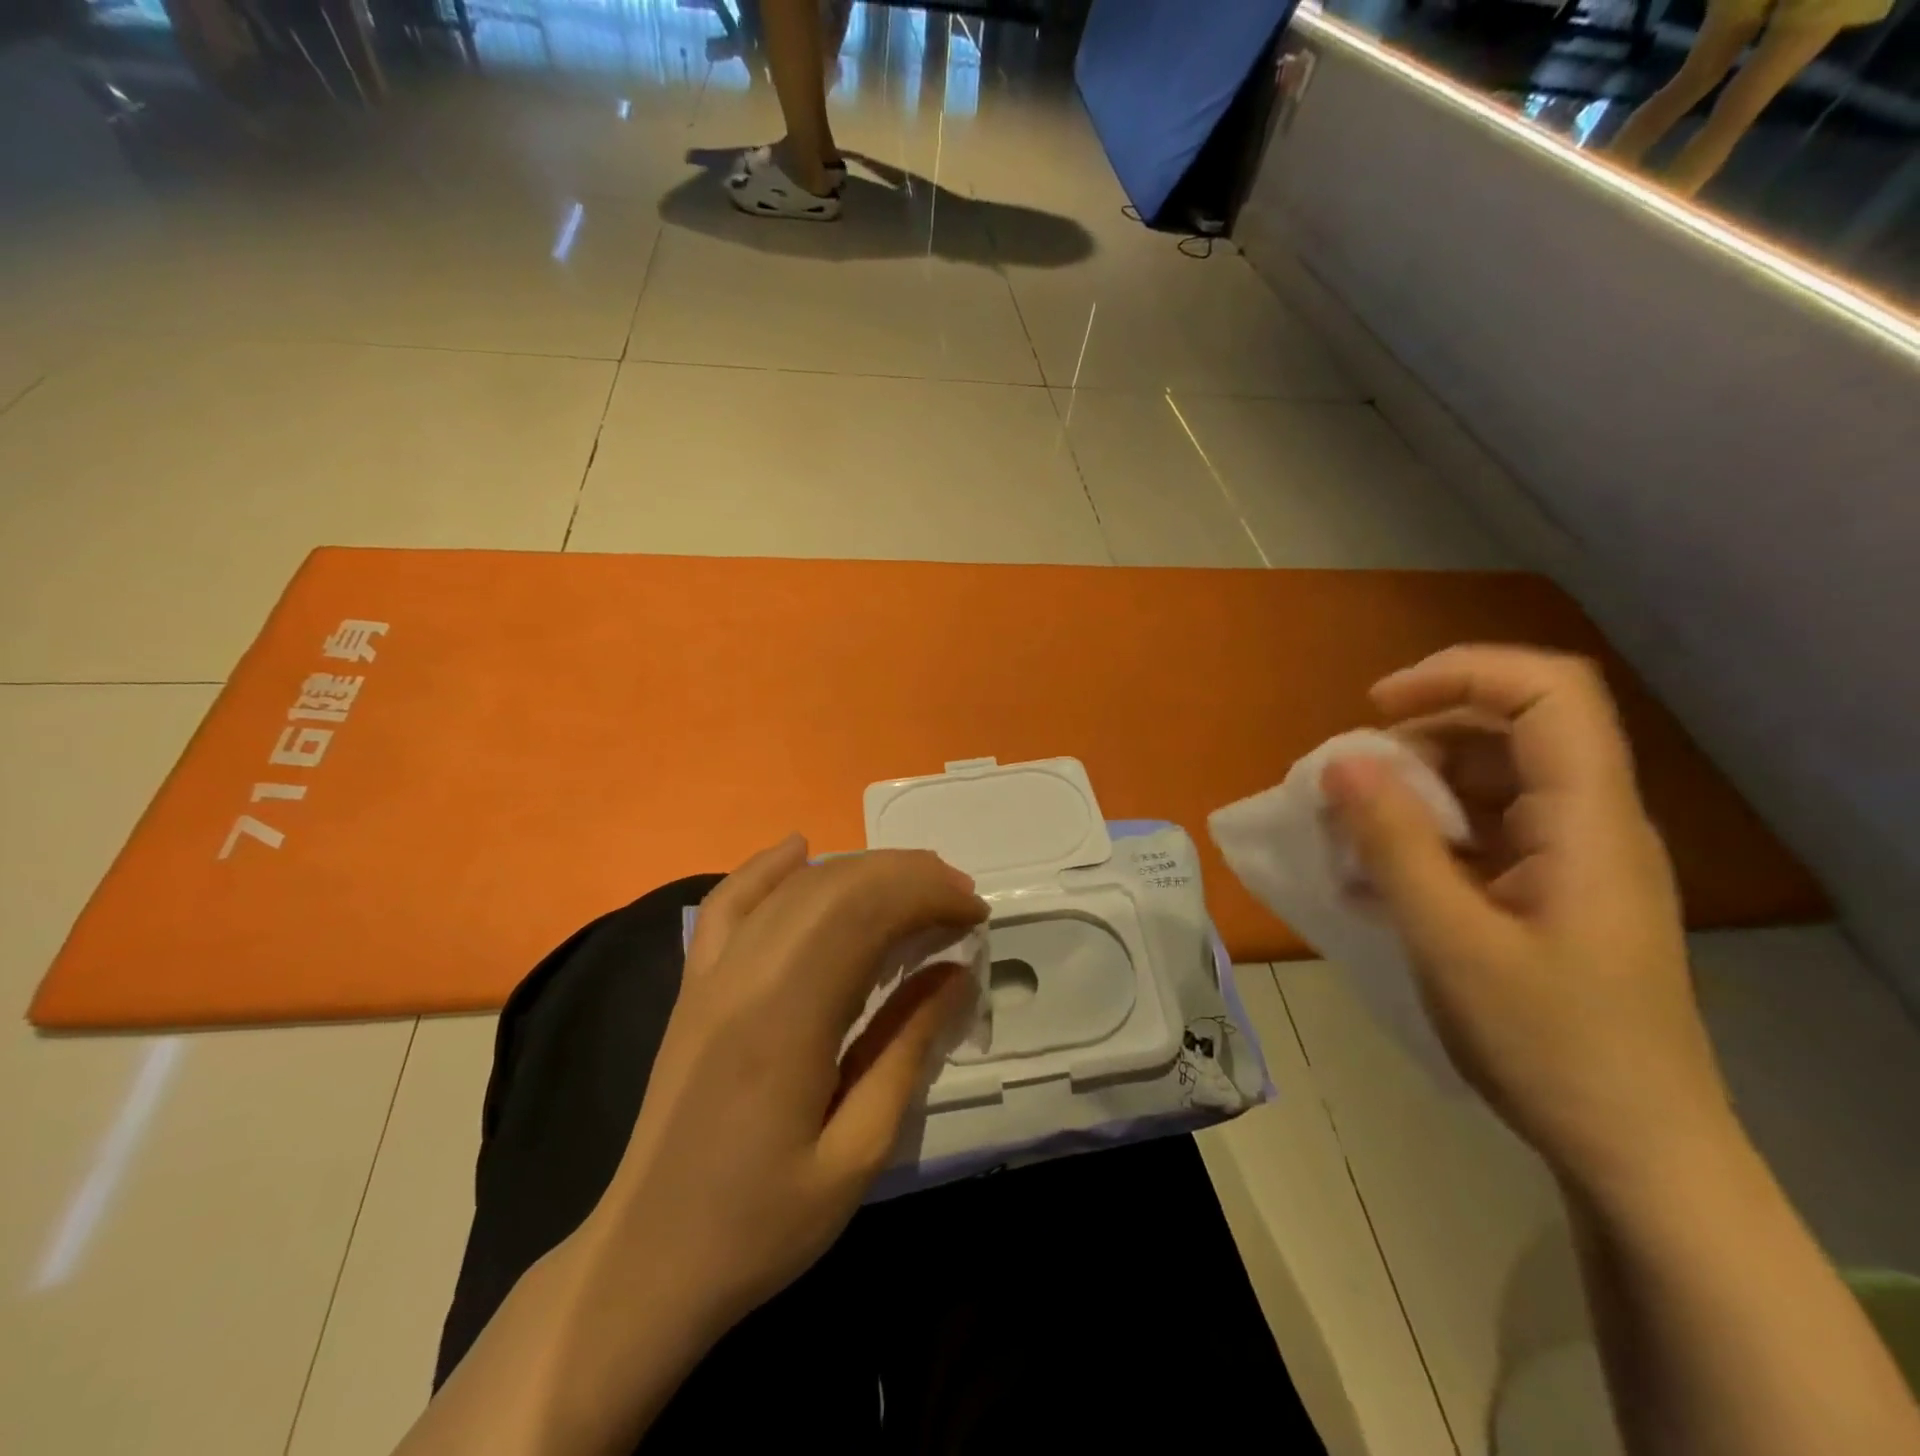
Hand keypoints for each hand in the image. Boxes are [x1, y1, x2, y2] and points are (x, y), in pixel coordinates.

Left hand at [584, 836, 985, 1338]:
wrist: (645, 1262)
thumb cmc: (760, 1224)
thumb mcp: (857, 1152)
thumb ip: (906, 1049)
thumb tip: (956, 972)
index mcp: (786, 1018)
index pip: (866, 914)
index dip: (928, 897)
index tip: (976, 913)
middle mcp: (744, 976)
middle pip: (834, 888)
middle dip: (906, 876)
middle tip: (959, 898)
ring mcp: (711, 974)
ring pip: (792, 888)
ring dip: (860, 871)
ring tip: (914, 883)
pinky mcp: (694, 984)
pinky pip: (729, 904)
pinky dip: (768, 869)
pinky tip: (800, 848)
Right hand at [1321, 646, 1735, 1199]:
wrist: (1634, 1153)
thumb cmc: (1549, 1045)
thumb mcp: (1450, 940)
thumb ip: (1393, 842)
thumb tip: (1340, 762)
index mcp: (1588, 821)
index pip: (1548, 692)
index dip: (1461, 674)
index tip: (1377, 708)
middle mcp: (1589, 823)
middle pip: (1508, 730)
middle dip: (1415, 738)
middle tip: (1345, 783)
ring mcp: (1570, 859)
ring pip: (1486, 782)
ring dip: (1410, 793)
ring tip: (1347, 837)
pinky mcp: (1548, 892)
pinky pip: (1480, 834)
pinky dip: (1421, 838)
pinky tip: (1373, 880)